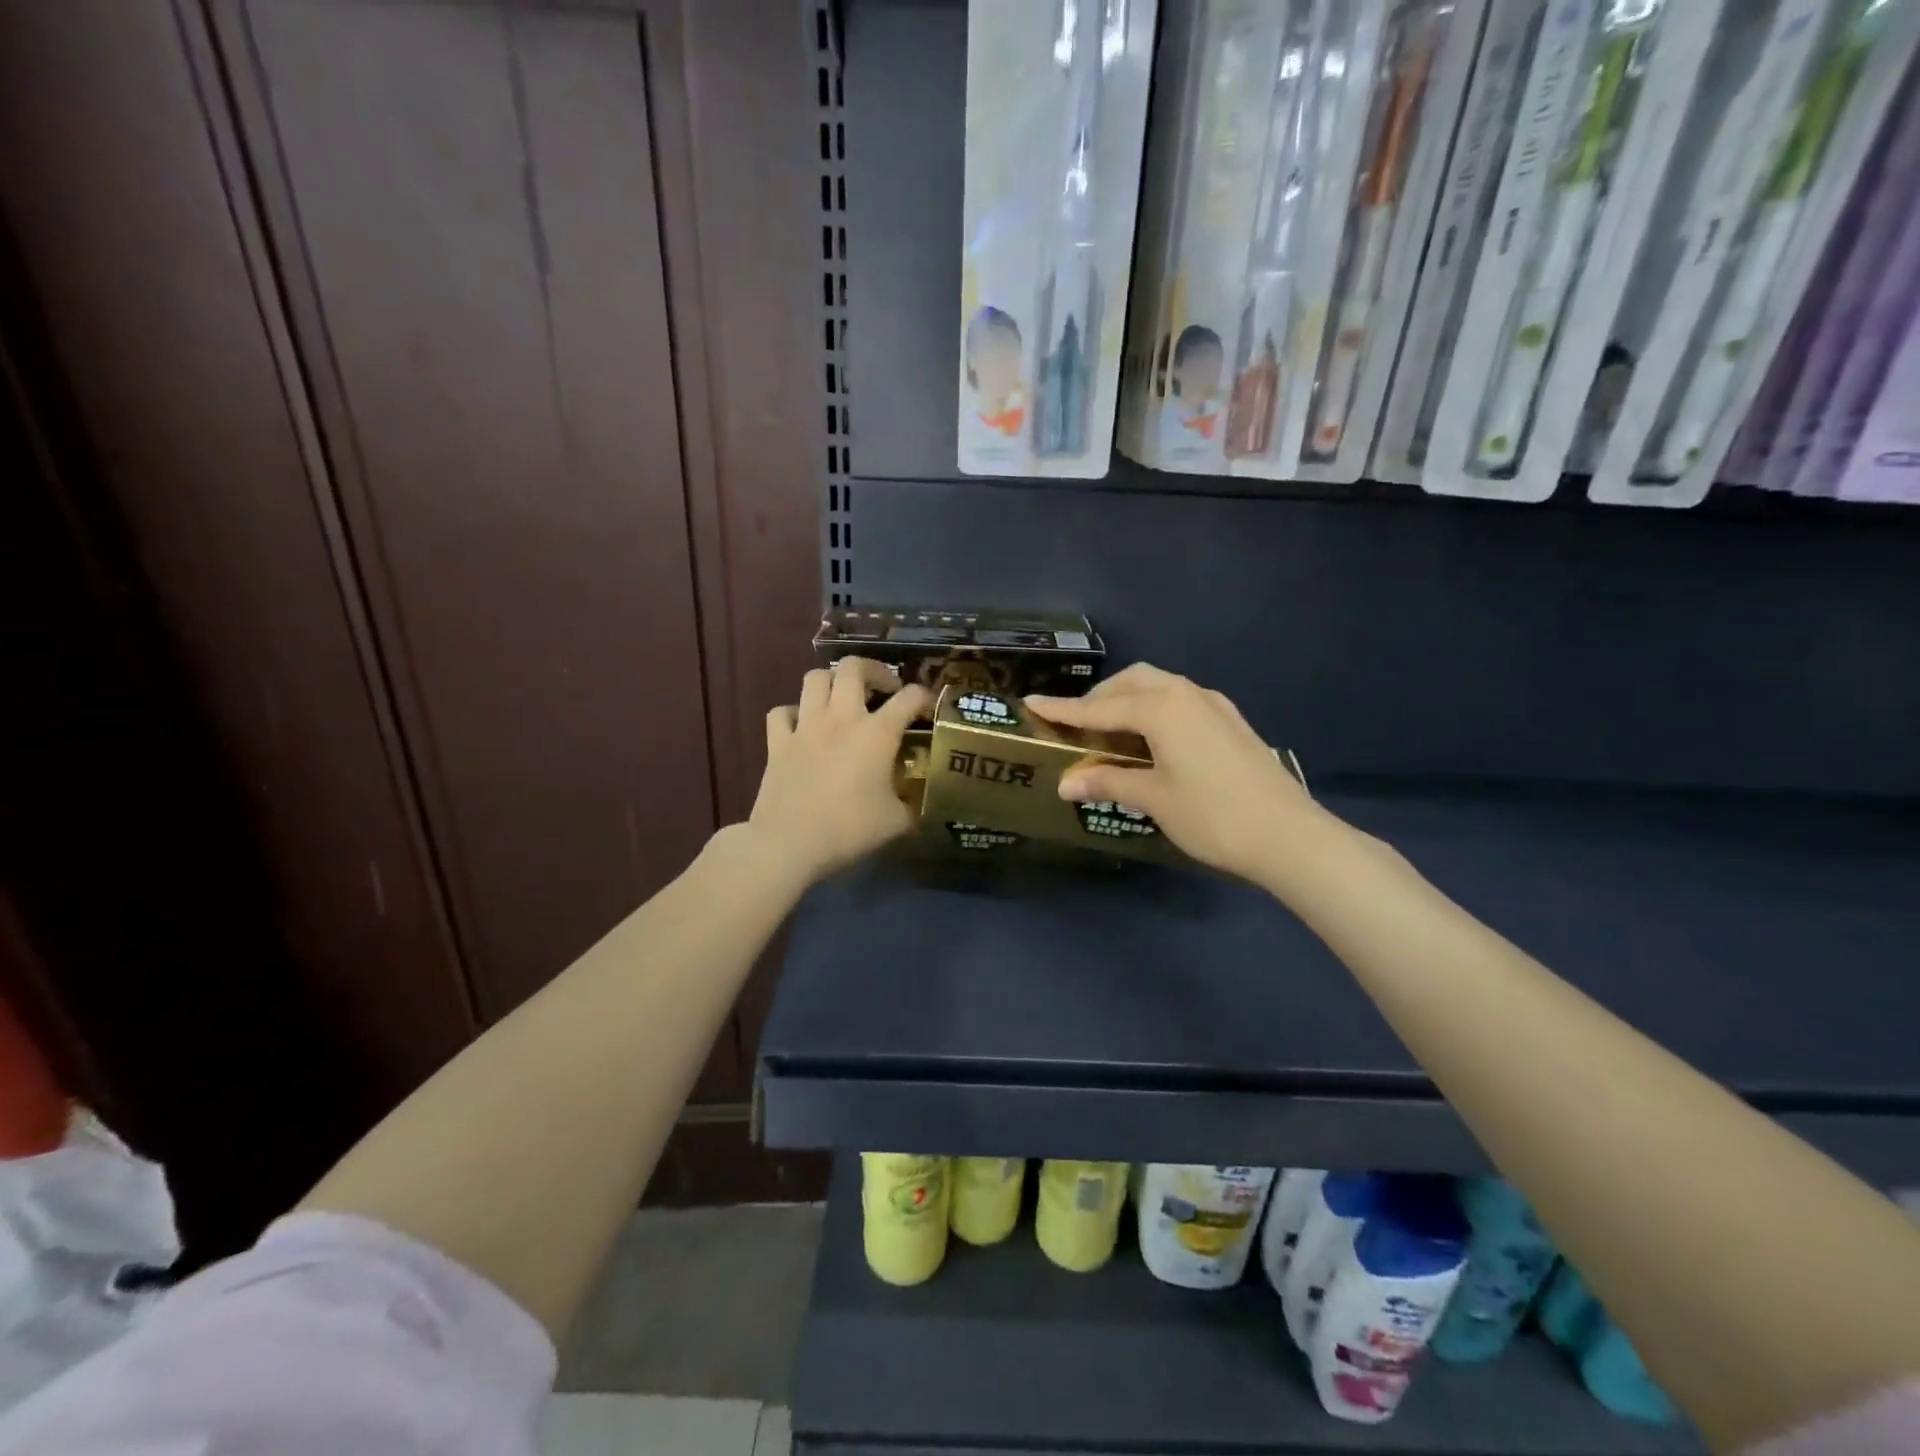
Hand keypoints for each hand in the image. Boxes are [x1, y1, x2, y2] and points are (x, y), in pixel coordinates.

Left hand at [748, 658, 931, 885]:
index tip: (927, 708)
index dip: (923, 697)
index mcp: (877, 732)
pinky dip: (793, 713)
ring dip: (832, 682)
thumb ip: (911, 805)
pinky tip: (802, 726)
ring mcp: (805, 726)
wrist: (790, 842)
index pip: (910, 697)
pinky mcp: (777, 742)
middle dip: (874, 670)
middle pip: (854, 667)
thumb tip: (918, 803)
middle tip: (883, 689)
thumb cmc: (850, 829)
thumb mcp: (897, 822)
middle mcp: (841, 718)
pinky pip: (782, 712)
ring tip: (842, 698)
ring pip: (815, 678)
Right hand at [1026, 664, 1318, 882]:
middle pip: (1132, 683)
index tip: (1031, 704)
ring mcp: (1214, 705)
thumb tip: (1065, 783)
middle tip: (1076, 725)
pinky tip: (1155, 738)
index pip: (1099, 709)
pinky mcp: (1231, 722)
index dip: (1063, 710)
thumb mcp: (1154, 799)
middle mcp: (1186, 694)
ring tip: (1111, 731)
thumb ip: (1109, 782)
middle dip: (1100, 698)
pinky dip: (1156, 709)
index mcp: (1162, 708)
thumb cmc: (1213, 816)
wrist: (1289, 835)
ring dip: (1129, 701)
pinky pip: (1181, 701)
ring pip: (1160, 687)